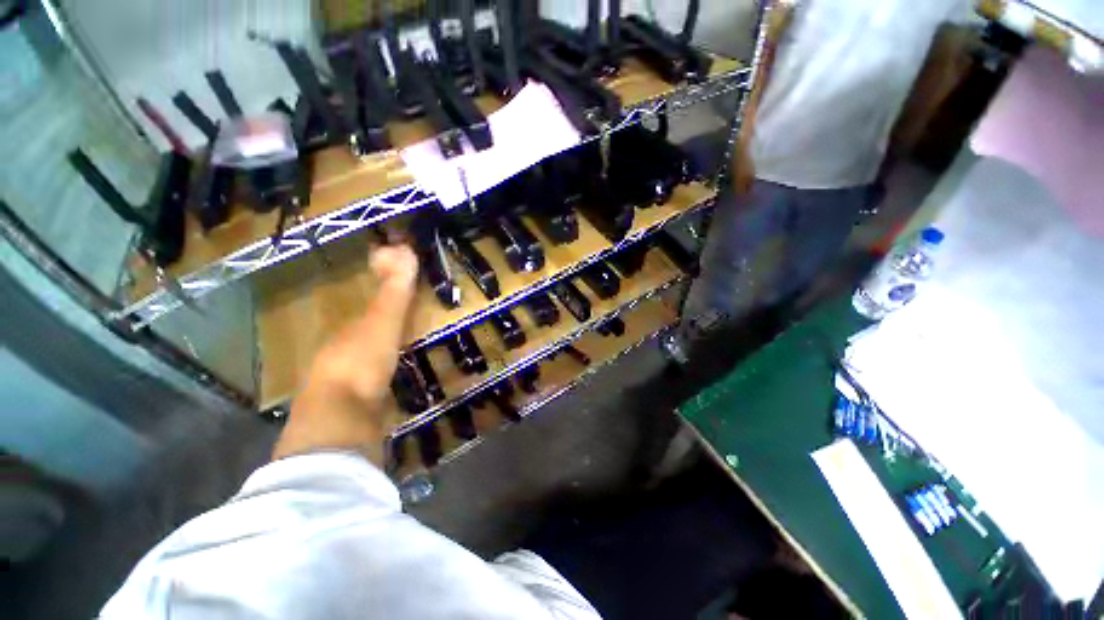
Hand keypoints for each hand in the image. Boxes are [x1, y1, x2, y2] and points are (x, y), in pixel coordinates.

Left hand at [272, 245, 419, 465]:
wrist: (341, 420)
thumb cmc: (361, 362)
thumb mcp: (382, 323)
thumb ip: (394, 291)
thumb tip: (404, 248)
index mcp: (347, 334)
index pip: (367, 314)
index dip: (384, 304)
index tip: (403, 302)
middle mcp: (341, 356)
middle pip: (366, 340)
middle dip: (384, 335)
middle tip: (412, 331)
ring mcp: (346, 386)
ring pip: (368, 365)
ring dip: (385, 360)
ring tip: (410, 357)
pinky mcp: (357, 410)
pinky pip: (374, 389)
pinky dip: (386, 385)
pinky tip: (399, 388)